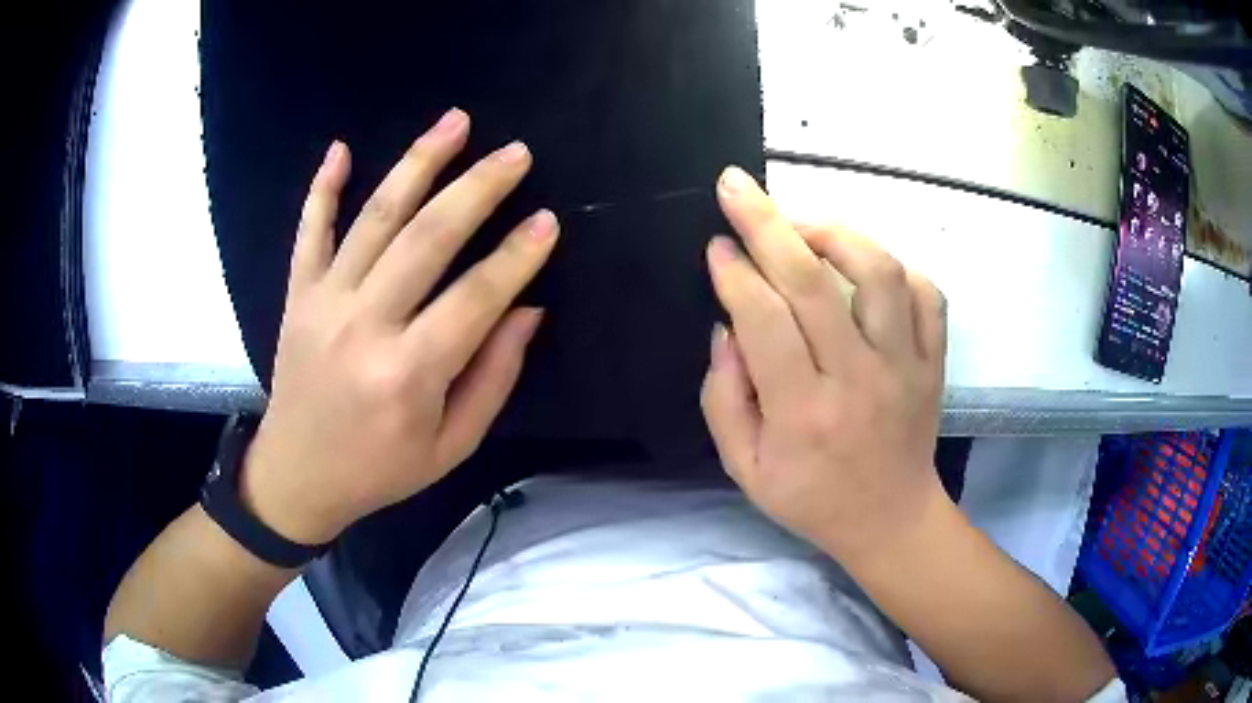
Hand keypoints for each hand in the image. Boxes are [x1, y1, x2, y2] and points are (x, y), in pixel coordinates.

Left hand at [241, 109, 558, 544]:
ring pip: (375, 217)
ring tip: (456, 122)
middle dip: (479, 188)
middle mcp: (364, 326)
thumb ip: (493, 377)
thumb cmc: (379, 469)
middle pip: (428, 238)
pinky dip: (323, 187)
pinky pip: (309, 230)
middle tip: (516, 154)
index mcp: (409, 374)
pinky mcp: (297, 294)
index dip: (517, 256)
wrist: (296, 476)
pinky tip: (341, 148)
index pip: (476, 297)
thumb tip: (526, 309)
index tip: (548, 221)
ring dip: (419, 163)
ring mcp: (324, 302)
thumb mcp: (451, 445)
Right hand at [702, 167, 947, 564]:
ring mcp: (907, 366)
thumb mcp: (744, 468)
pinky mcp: (935, 361)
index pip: (765, 321)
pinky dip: (894, 265)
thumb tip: (727, 327)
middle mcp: (859, 379)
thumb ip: (723, 398)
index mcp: (803, 413)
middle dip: (766, 223)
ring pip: (879, 272)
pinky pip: (926, 292)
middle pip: (813, 281)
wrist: (891, 520)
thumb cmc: (812, 499)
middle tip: (736, 187)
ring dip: (835, 232)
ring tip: (802, 225)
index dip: (735, 273)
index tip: (716, 245)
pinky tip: (864, 266)